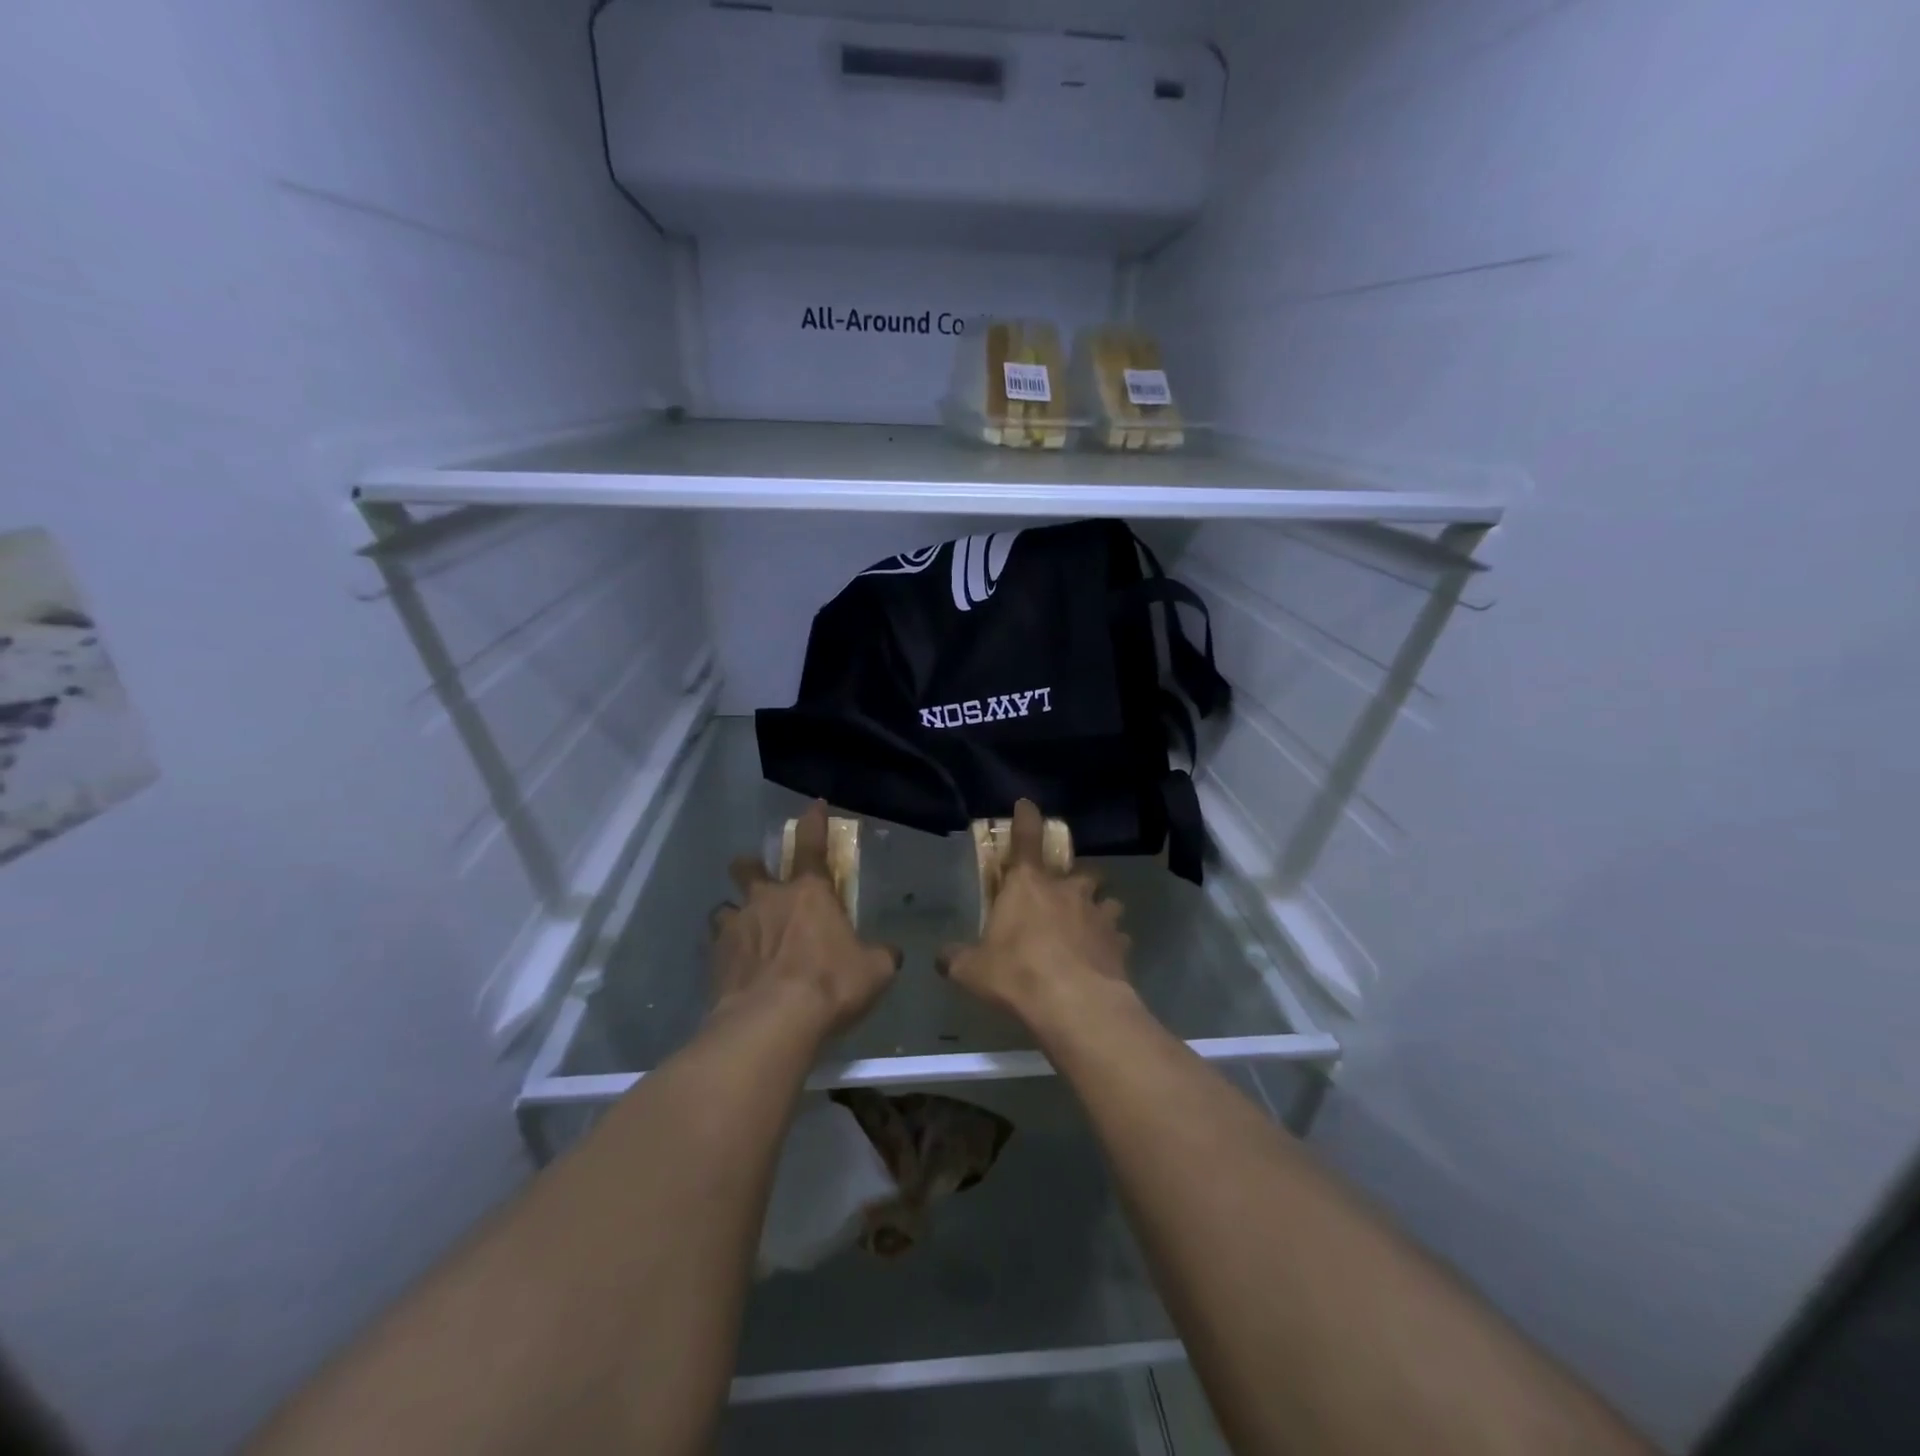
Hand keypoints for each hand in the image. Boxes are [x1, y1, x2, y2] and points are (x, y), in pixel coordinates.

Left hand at [711, 801, 898, 1032]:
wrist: (772, 1023)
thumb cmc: (830, 986)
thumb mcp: (874, 971)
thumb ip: (880, 955)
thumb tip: (889, 953)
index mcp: (810, 893)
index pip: (812, 844)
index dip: (813, 821)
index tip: (813, 805)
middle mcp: (768, 899)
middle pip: (749, 867)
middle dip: (752, 866)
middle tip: (758, 877)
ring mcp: (736, 926)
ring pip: (724, 906)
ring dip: (734, 914)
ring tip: (742, 932)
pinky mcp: (715, 957)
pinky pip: (715, 944)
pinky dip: (724, 952)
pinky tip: (733, 969)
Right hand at [939, 799, 1130, 1023]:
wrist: (1075, 1005)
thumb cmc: (1018, 974)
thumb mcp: (973, 970)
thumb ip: (956, 959)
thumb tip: (941, 958)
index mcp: (1028, 885)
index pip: (1027, 839)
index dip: (1027, 819)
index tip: (1028, 805)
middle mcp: (1067, 891)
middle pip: (1079, 872)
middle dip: (1074, 881)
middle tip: (1063, 898)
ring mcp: (1098, 915)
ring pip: (1107, 901)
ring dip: (1099, 909)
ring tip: (1091, 927)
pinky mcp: (1120, 943)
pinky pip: (1119, 936)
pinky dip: (1112, 943)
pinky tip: (1104, 959)